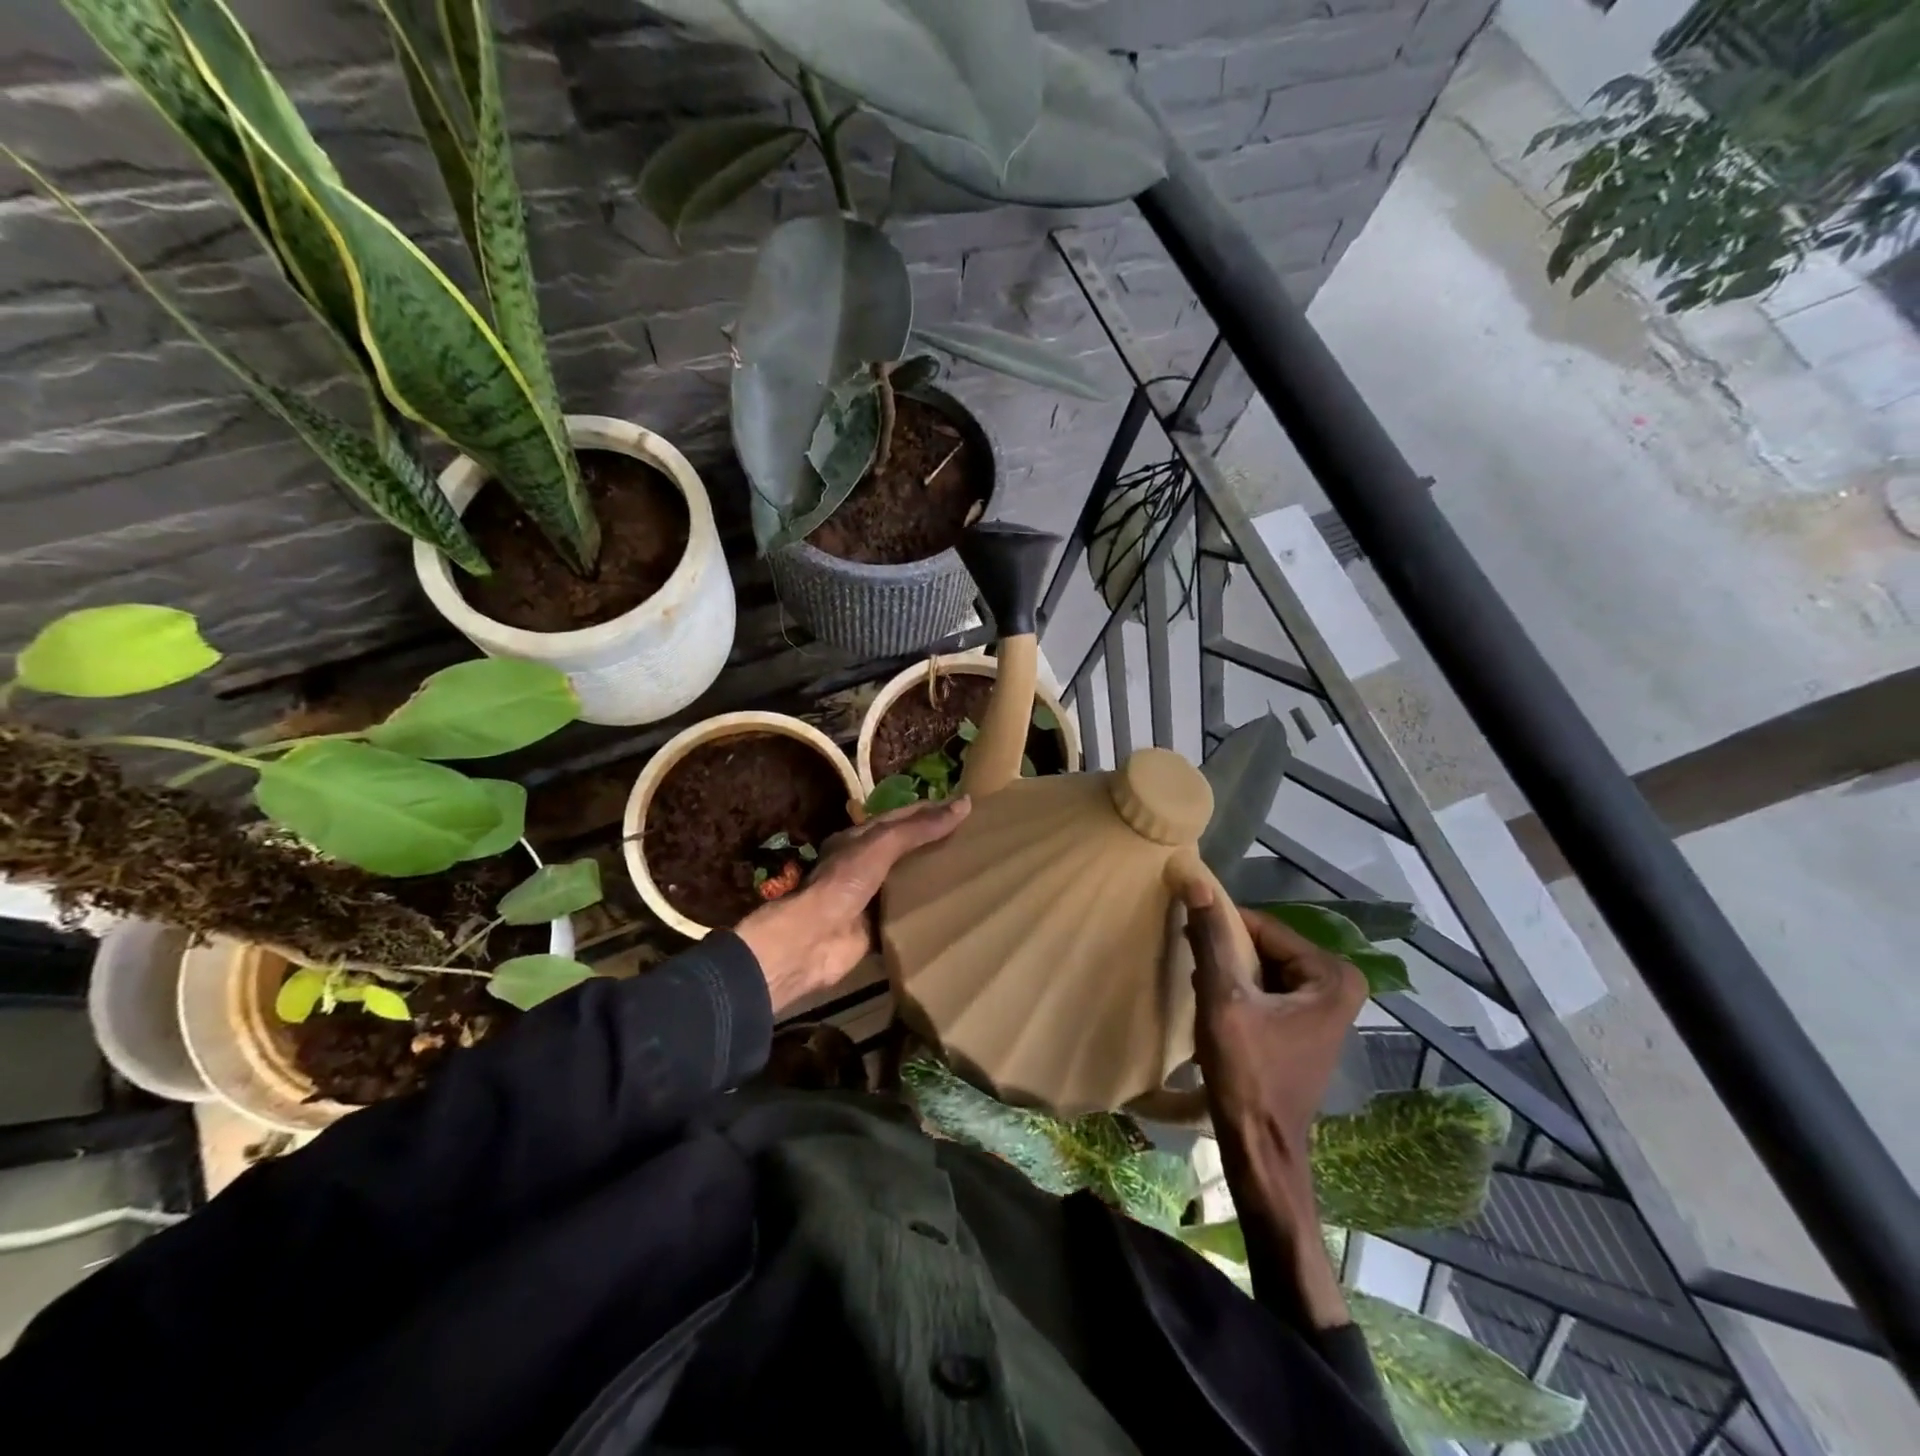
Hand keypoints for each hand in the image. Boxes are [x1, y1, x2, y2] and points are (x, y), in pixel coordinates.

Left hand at [736, 797, 970, 1013]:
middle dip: (936, 846)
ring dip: (933, 880)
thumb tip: (964, 804)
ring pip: (908, 884)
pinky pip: (907, 918)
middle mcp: (864, 866)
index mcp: (860, 840)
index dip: (932, 811)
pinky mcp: (876, 929)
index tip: (966, 810)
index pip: (902, 818)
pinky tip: (955, 911)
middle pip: (906, 851)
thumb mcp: (881, 845)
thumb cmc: (845, 882)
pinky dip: (927, 914)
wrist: (814, 939)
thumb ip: (919, 828)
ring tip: (972, 875)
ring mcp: (870, 899)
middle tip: (976, 844)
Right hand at [1180, 877, 1369, 1156]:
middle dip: (1225, 953)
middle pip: (1265, 947)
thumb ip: (1211, 938)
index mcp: (1332, 976)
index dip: (1221, 927)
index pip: (1263, 927)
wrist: (1260, 1149)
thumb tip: (1194, 881)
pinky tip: (1214, 1007)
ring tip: (1199, 987)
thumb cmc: (1247, 1074)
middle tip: (1190, 963)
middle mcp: (1337, 986)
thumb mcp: (1222, 998)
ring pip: (1262, 968)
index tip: (1185, 930)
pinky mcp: (1305, 1028)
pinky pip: (1266, 991)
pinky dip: (1238, 992)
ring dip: (1228, 972)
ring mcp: (1324, 1010)